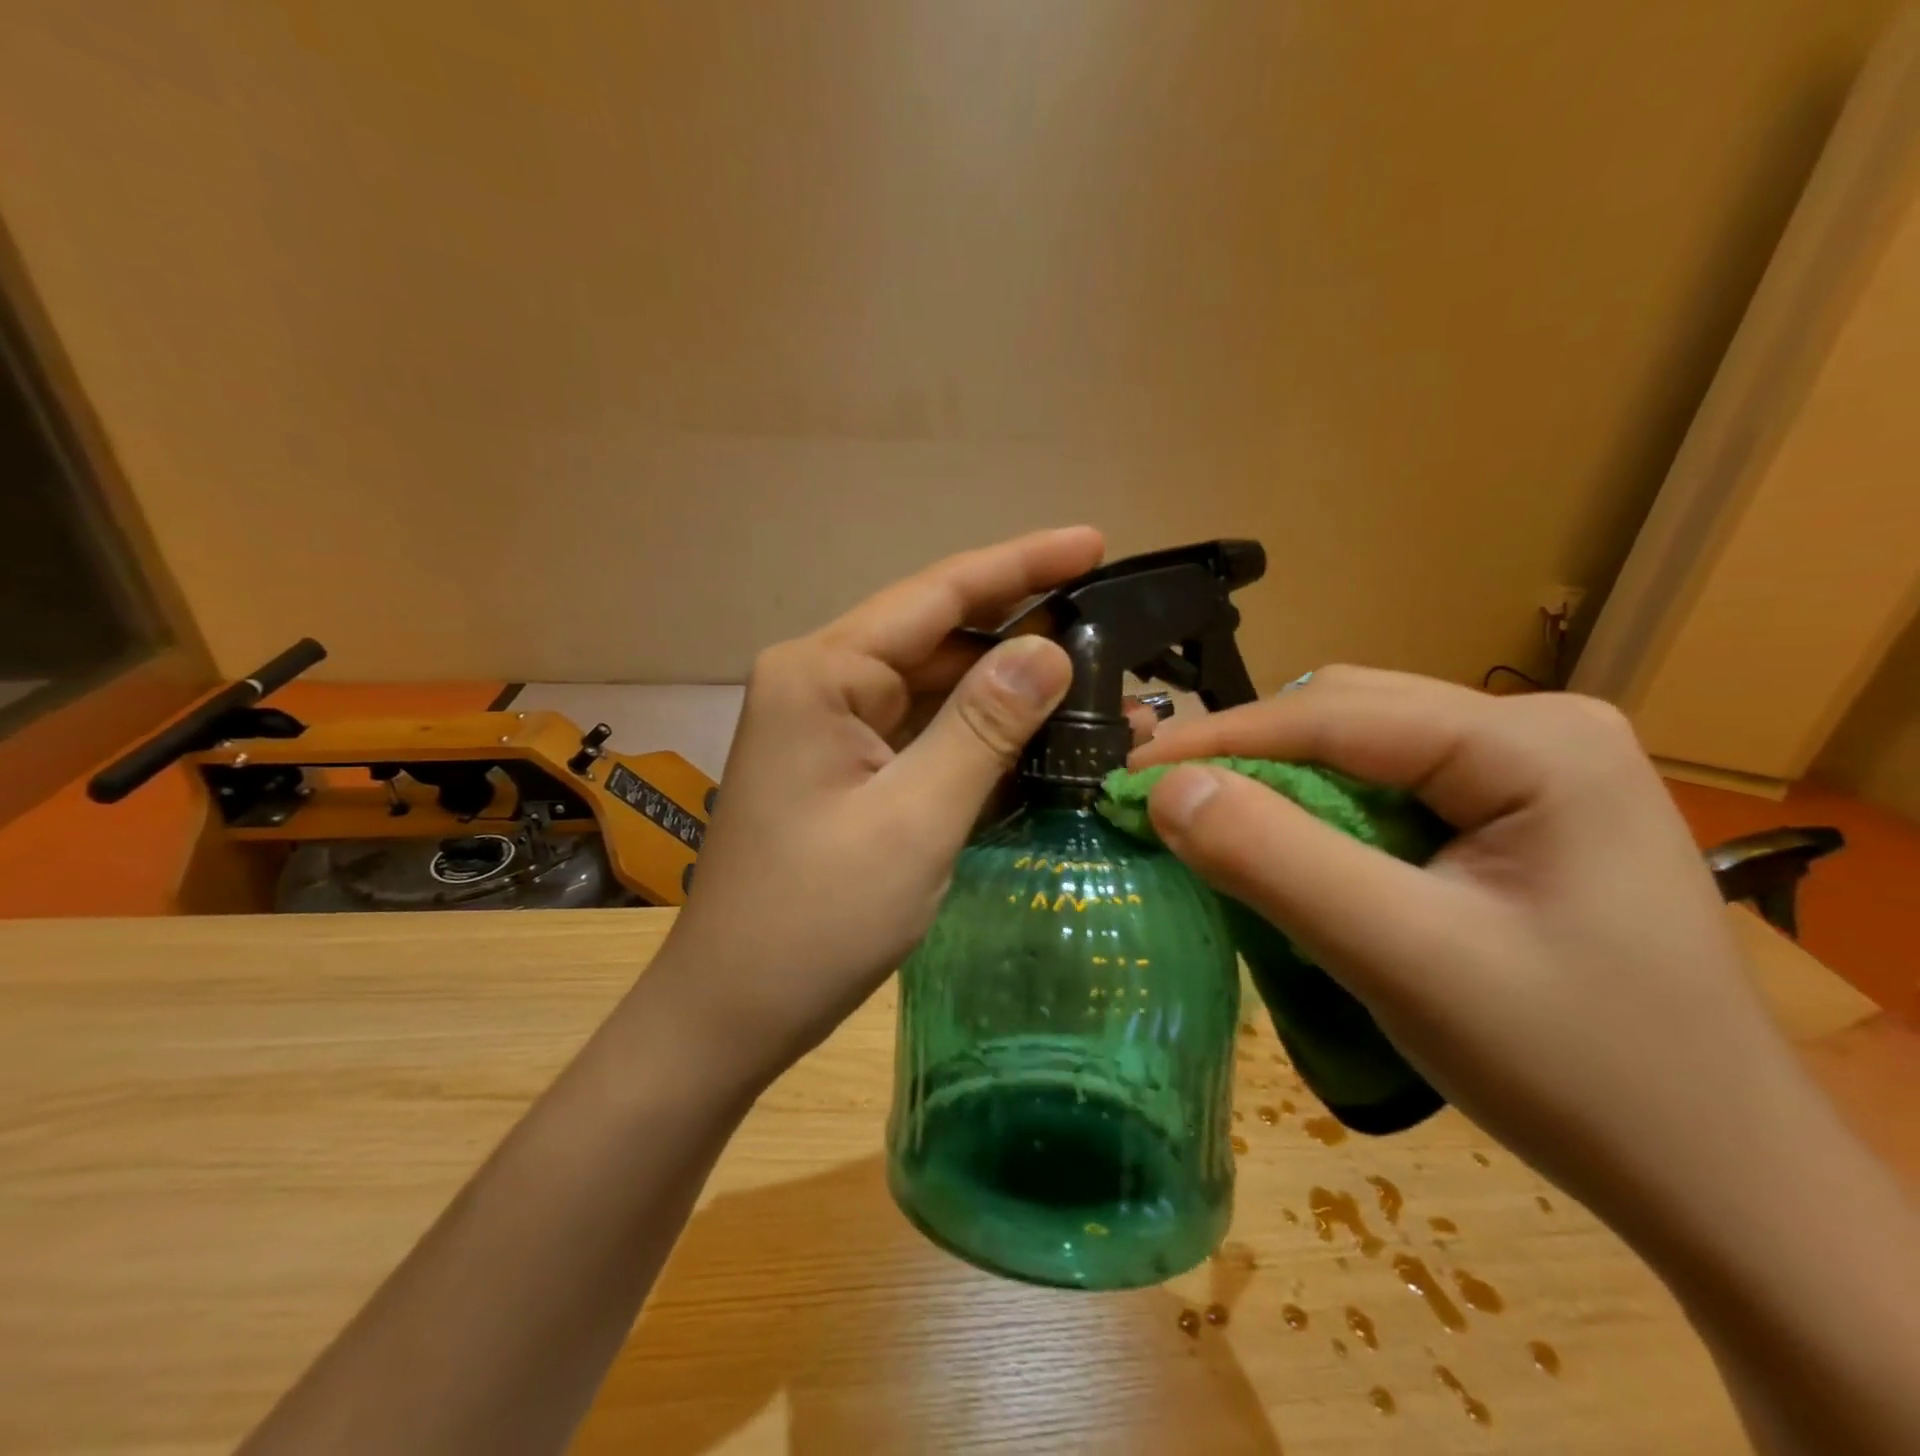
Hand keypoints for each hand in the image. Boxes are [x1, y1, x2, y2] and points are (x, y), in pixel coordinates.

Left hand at [655, 527, 1108, 1076]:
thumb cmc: (816, 919)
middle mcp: (823, 683)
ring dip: (1009, 689)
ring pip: (937, 687)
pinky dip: (980, 735)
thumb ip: (983, 727)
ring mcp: (832, 728)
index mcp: (822, 673)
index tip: (1094, 542)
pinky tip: (1040, 735)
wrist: (734, 1010)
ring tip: (1096, 684)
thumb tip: (1049, 648)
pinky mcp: (846, 770)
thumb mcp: (914, 819)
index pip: (937, 595)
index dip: (1022, 564)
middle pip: (939, 635)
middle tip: (1112, 626)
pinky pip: (924, 733)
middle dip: (1023, 629)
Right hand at [1130, 666, 1795, 1230]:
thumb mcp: (1402, 958)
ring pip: (1362, 749)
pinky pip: (1388, 789)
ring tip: (1211, 820)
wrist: (1716, 1183)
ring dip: (1279, 783)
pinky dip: (1320, 813)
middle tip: (1163, 800)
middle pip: (1349, 717)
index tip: (1128, 773)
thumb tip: (1165, 789)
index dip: (1219, 739)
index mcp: (1536, 742)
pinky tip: (1291, 848)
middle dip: (1246, 756)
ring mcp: (1533, 771)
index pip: (1336, 714)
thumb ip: (1275, 860)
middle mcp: (1538, 730)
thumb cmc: (1572, 1068)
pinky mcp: (1517, 815)